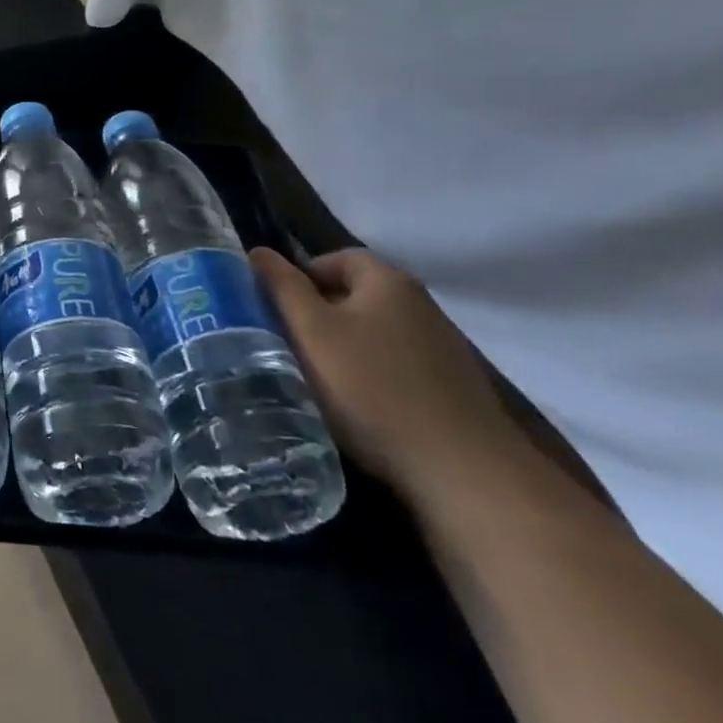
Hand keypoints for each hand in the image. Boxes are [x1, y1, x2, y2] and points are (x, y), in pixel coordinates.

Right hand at [250, 247, 524, 504]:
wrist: (463, 472)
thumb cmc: (372, 388)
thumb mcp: (312, 332)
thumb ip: (282, 287)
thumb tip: (259, 251)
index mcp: (389, 282)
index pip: (336, 258)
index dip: (301, 277)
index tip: (277, 309)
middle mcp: (422, 305)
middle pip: (357, 296)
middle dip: (320, 315)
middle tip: (290, 344)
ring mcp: (444, 349)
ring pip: (377, 334)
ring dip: (346, 348)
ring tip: (320, 379)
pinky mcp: (455, 389)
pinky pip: (399, 367)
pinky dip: (374, 377)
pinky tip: (361, 407)